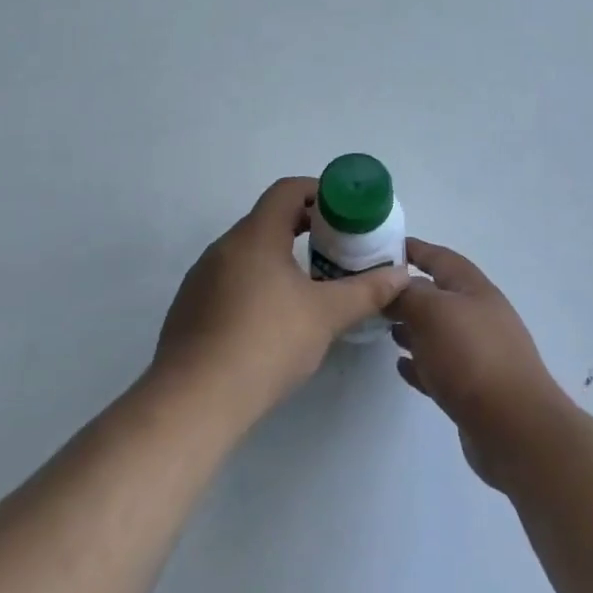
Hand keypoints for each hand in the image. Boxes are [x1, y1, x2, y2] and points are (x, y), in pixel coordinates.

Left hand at [153, 177, 410, 426]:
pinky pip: (230, 278)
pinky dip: (257, 281)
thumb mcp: (326, 316)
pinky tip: (272, 318)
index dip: (318, 193)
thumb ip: (367, 291)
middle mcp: (224, 246)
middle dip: (304, 227)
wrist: (194, 401)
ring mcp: (202, 277)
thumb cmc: (266, 344)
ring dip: (280, 256)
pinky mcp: (190, 307)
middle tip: (336, 248)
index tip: (344, 212)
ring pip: (248, 251)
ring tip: (309, 284)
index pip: (287, 191)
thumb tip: (402, 275)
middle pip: (268, 219)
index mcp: (255, 235)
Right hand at [390, 239, 571, 487]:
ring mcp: (479, 353)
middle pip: (438, 295)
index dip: (414, 249)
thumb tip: (393, 285)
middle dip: (408, 293)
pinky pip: (441, 368)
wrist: (514, 428)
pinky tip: (402, 367)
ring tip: (386, 330)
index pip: (439, 257)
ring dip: (413, 329)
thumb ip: (407, 294)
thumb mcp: (432, 312)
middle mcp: (479, 315)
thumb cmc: (471, 357)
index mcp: (473, 289)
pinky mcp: (474, 390)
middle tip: (374, 296)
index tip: (383, 247)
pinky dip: (421, 364)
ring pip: (439, 332)